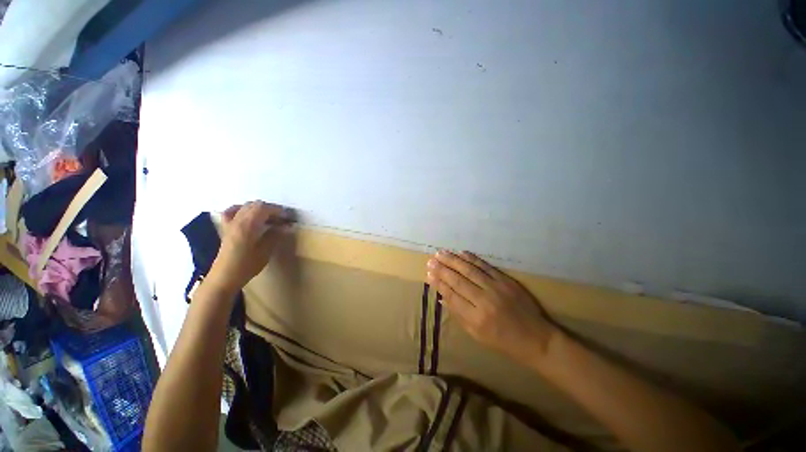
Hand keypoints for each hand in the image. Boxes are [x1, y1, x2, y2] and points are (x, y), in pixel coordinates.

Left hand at [209, 201, 293, 292]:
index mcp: (248, 225)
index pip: (265, 208)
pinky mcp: (226, 228)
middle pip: (256, 205)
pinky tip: (249, 215)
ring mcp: (230, 223)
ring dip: (260, 209)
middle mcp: (238, 220)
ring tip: (270, 218)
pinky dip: (243, 210)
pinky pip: (232, 211)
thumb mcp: (266, 251)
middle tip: (282, 219)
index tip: (289, 218)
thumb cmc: (247, 266)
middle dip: (271, 209)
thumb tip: (286, 226)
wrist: (224, 277)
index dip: (279, 211)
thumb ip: (275, 235)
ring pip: (246, 206)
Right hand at [426, 250, 557, 363]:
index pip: (452, 296)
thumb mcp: (477, 335)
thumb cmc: (503, 341)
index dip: (439, 284)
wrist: (536, 339)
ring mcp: (496, 288)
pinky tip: (461, 253)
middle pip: (458, 280)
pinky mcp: (506, 280)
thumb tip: (442, 297)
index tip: (428, 274)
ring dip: (453, 260)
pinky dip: (472, 259)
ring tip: (440, 253)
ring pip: (469, 270)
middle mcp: (484, 300)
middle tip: (430, 261)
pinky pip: (486, 266)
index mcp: (476, 318)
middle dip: (442, 269)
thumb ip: (458, 315)